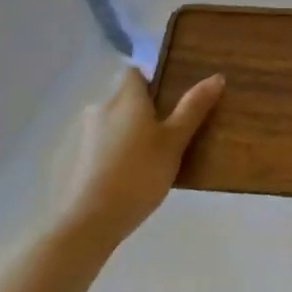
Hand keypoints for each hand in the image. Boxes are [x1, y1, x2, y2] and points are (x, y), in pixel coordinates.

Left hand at [51, 67, 224, 257]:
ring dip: (127, 133)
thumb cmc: (139, 173)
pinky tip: (127, 176)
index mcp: (126, 97)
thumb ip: (193, 108)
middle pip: (124, 99)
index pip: (135, 73)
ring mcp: (84, 134)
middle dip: (142, 111)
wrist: (90, 219)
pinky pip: (101, 145)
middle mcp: (101, 107)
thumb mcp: (174, 142)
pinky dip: (113, 152)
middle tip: (166, 134)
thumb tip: (216, 76)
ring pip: (112, 123)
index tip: (169, 101)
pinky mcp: (75, 158)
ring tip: (149, 158)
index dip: (151, 81)